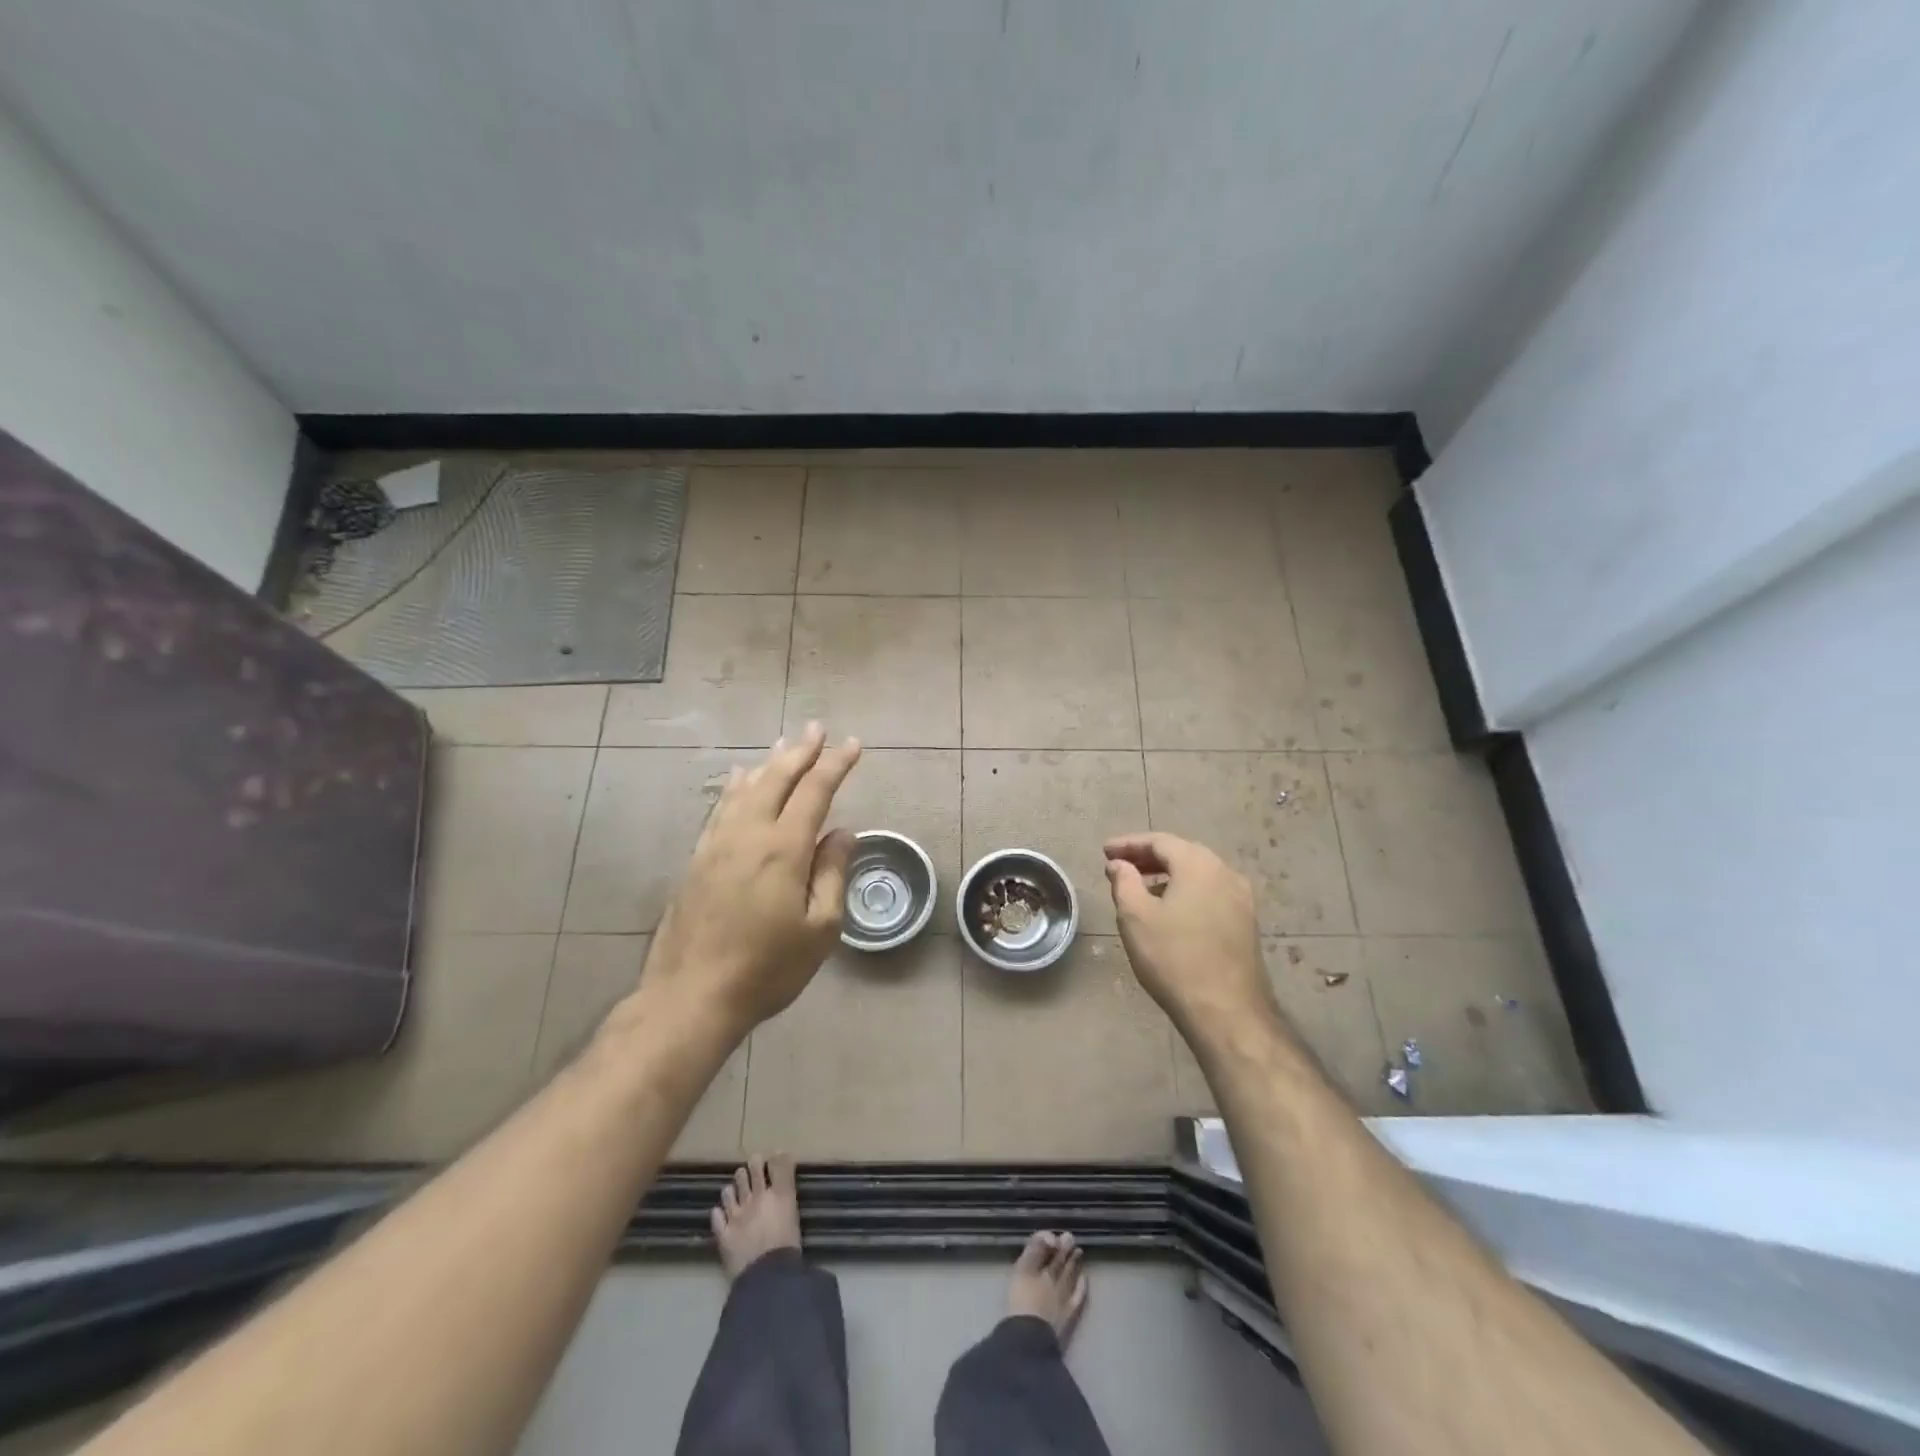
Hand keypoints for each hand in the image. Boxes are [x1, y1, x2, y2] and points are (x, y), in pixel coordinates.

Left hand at [641, 723, 861, 1038]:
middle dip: (800, 751)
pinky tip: (739, 778)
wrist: (691, 995)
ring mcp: (717, 844)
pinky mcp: (697, 859)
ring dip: (769, 763)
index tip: (852, 744)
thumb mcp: (819, 929)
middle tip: (816, 728)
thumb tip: (842, 832)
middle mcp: (748, 834)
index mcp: (783, 848)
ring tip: (784, 746)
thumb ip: (832, 874)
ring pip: (746, 788)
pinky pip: (721, 807)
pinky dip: (736, 786)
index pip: (814, 791)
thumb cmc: (767, 968)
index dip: (835, 764)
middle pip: (776, 778)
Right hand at [1103, 832, 1276, 1042]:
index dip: (1129, 844)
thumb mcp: (1135, 917)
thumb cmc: (1174, 958)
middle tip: (1120, 866)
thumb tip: (1119, 864)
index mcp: (1198, 864)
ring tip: (1140, 889)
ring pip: (1198, 875)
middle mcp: (1225, 873)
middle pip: (1182, 854)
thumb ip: (1124, 881)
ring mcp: (1241, 899)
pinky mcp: (1246, 923)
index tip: (1105, 852)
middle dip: (1148, 857)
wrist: (1226, 1012)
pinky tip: (1169, 912)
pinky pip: (1210, 893)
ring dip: (1167, 876)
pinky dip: (1186, 892)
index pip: (1159, 841)